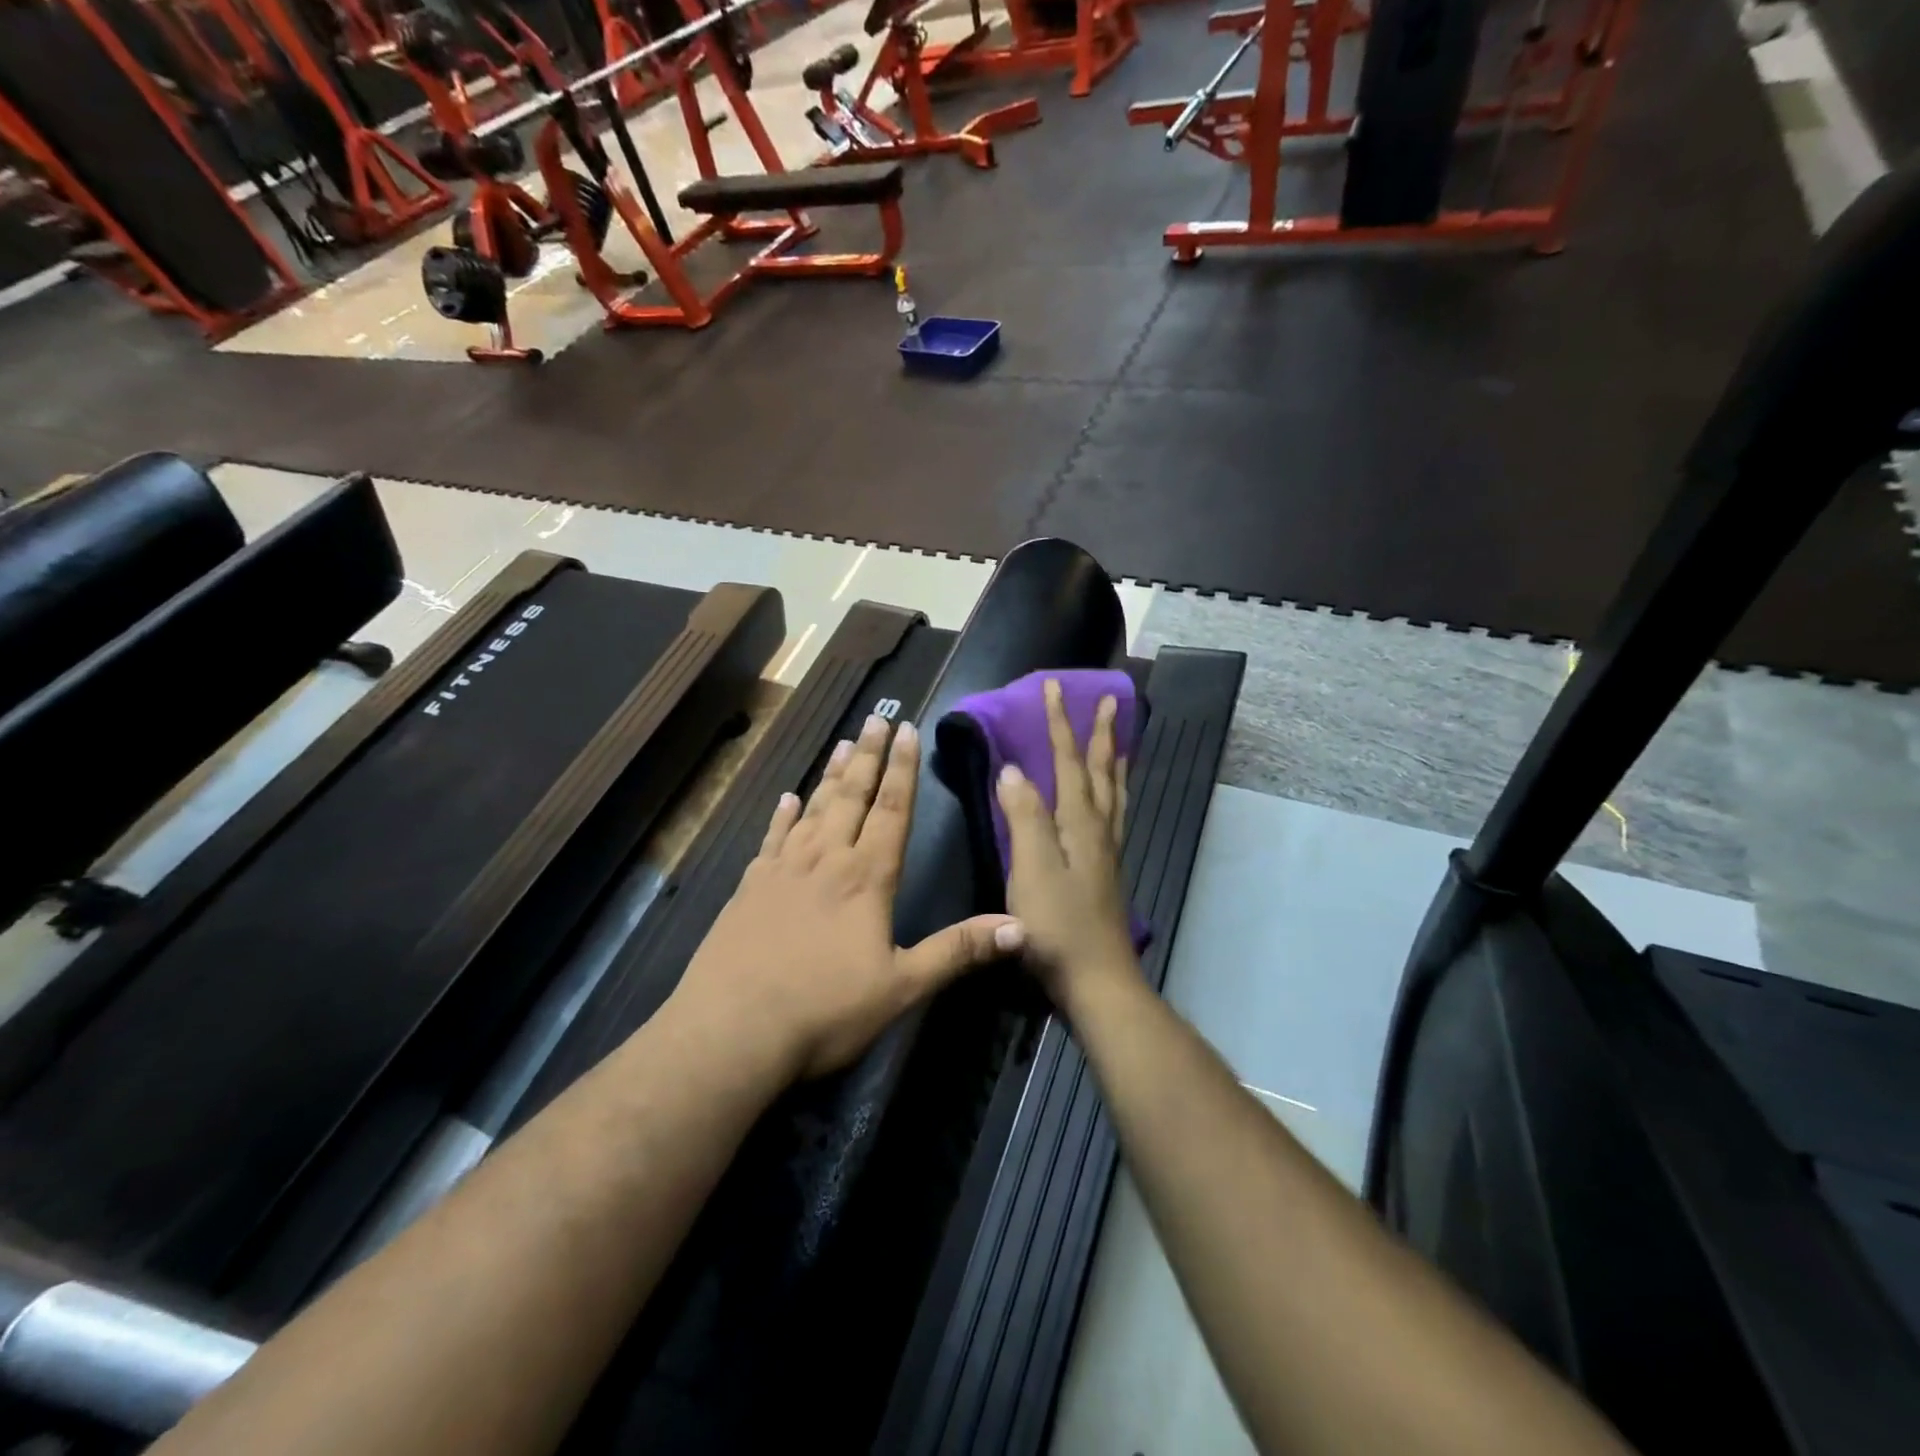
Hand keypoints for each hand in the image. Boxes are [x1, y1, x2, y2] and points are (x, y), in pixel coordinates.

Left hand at [670, 713, 1025, 1082]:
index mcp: (866, 878)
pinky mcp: (749, 887)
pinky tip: (786, 799)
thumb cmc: (824, 1010)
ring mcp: (782, 870)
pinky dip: (781, 816)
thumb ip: (958, 951)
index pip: (891, 811)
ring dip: (830, 775)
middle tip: (876, 719)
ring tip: (842, 743)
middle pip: (851, 797)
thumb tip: (1020, 926)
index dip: (902, 770)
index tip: (906, 730)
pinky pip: (771, 839)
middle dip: (868, 757)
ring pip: (813, 809)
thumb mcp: (902, 986)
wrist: (731, 1031)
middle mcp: (825, 860)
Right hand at [996, 679, 1138, 1011]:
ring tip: (1120, 740)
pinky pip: (1114, 816)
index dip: (1059, 724)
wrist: (1095, 981)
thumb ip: (1024, 818)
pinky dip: (1114, 794)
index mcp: (1079, 824)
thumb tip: (1013, 769)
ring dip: (1115, 761)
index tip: (1054, 687)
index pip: (1068, 762)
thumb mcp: (1031, 869)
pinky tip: (1109, 803)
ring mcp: (1106, 853)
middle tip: (1111, 701)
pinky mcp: (1105, 873)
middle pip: (1102, 772)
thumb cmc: (1057, 926)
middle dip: (1101, 734)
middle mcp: (1099, 831)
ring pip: (1115, 794)